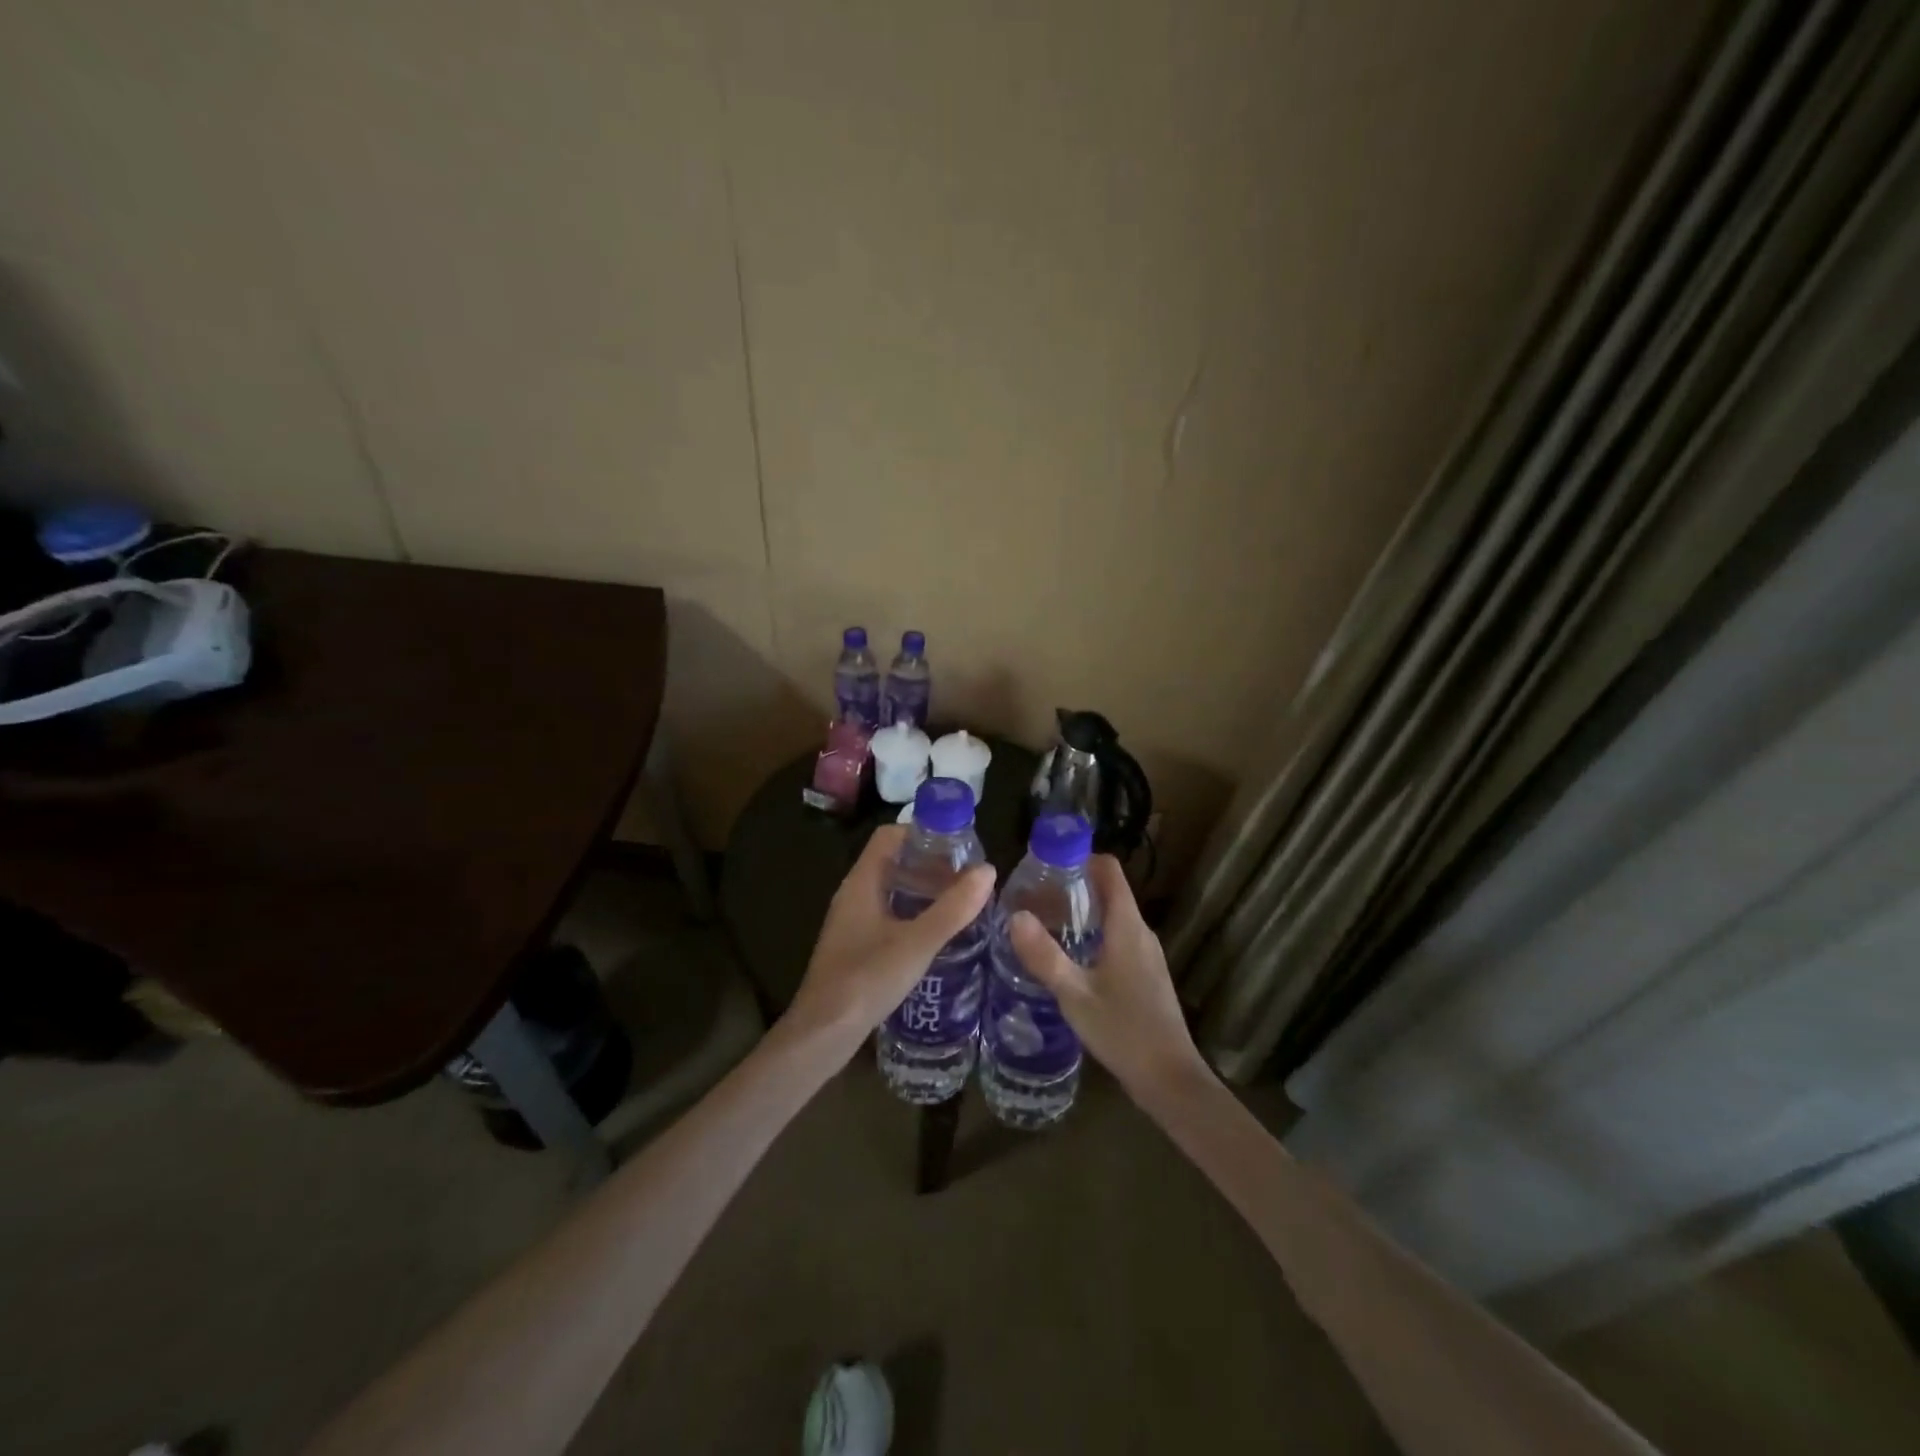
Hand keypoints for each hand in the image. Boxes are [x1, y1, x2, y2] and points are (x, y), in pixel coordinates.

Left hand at [784, 825, 996, 1055]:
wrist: (823, 1034)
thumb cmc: (866, 980)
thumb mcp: (917, 943)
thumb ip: (953, 908)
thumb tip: (988, 870)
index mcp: (861, 883)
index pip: (889, 836)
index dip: (922, 832)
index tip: (958, 843)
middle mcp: (853, 895)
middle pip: (893, 862)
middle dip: (929, 862)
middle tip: (968, 874)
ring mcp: (852, 922)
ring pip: (891, 891)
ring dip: (923, 890)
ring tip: (961, 900)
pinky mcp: (856, 946)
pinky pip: (888, 915)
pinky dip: (913, 914)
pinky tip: (938, 933)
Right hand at [1009, 855, 1211, 1102]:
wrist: (1169, 1079)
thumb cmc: (1123, 1031)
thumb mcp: (1075, 994)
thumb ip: (1044, 955)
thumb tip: (1014, 915)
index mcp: (1127, 925)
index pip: (1109, 869)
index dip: (1080, 858)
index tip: (1046, 866)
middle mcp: (1141, 931)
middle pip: (1108, 891)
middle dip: (1071, 888)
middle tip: (1032, 898)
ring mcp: (1146, 954)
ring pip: (1112, 917)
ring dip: (1080, 914)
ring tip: (1042, 925)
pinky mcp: (1146, 974)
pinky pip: (1117, 938)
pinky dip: (1092, 935)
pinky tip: (1067, 959)